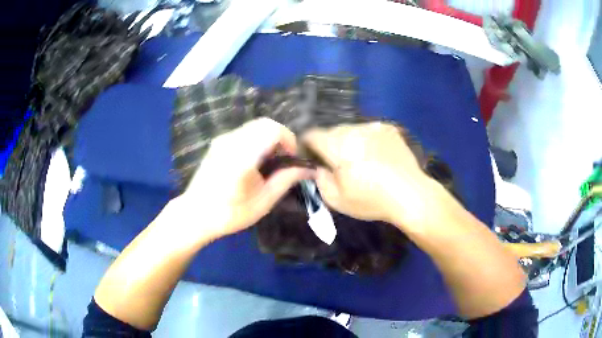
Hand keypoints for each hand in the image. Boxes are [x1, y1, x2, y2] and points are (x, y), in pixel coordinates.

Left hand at [172, 118, 312, 241]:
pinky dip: (257, 140)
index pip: (273, 130)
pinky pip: (244, 132)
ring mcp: (222, 139)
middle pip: (265, 123)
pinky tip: (254, 161)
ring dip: (268, 138)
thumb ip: (286, 180)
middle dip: (280, 138)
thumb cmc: (230, 213)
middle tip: (283, 161)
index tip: (291, 159)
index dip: (288, 140)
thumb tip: (308, 168)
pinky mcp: (218, 142)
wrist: (195, 214)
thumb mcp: (263, 201)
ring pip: (255, 126)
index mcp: (243, 156)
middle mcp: (231, 141)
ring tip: (269, 163)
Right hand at [303, 122, 435, 226]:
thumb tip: (316, 166)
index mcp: (338, 145)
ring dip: (349, 142)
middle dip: (330, 145)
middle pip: (332, 132)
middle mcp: (354, 129)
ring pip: (351, 130)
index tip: (311, 158)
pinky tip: (376, 156)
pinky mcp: (389, 128)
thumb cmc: (372, 200)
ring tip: (360, 161)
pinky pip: (368, 131)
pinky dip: (366, 141)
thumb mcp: (336, 199)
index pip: (312, 135)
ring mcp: (374, 126)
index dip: (307, 146)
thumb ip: (319, 179)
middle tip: (338, 164)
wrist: (411, 195)